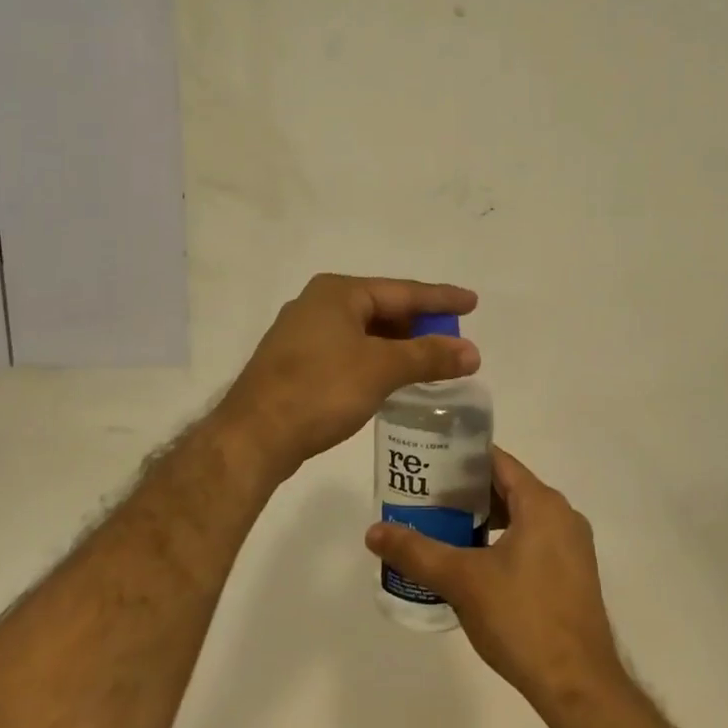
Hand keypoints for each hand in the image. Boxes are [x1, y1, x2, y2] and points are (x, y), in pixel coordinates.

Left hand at [219, 274, 479, 478]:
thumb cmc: (320, 390)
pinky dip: (375, 359)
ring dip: (398, 345)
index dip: (440, 299)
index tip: (472, 301)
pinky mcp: (296, 362)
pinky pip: (348, 350)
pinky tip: (391, 377)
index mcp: (338, 292)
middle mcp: (318, 304)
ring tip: (430, 359)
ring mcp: (303, 333)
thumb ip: (428, 356)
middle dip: (419, 325)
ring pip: (364, 332)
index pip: (402, 291)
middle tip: (453, 338)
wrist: (254, 436)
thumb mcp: (381, 369)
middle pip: (382, 308)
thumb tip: (472, 352)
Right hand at [365, 447, 626, 714]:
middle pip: (508, 488)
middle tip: (425, 500)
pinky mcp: (573, 575)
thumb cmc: (521, 618)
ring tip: (443, 532)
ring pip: (520, 518)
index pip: (497, 462)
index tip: (427, 465)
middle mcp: (563, 516)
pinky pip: (533, 542)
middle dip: (466, 493)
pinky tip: (474, 567)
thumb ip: (417, 552)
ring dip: (483, 521)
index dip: (460, 459)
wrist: (578, 686)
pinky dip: (503, 543)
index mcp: (542, 503)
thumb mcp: (462, 581)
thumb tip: (373, 532)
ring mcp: (573, 547)